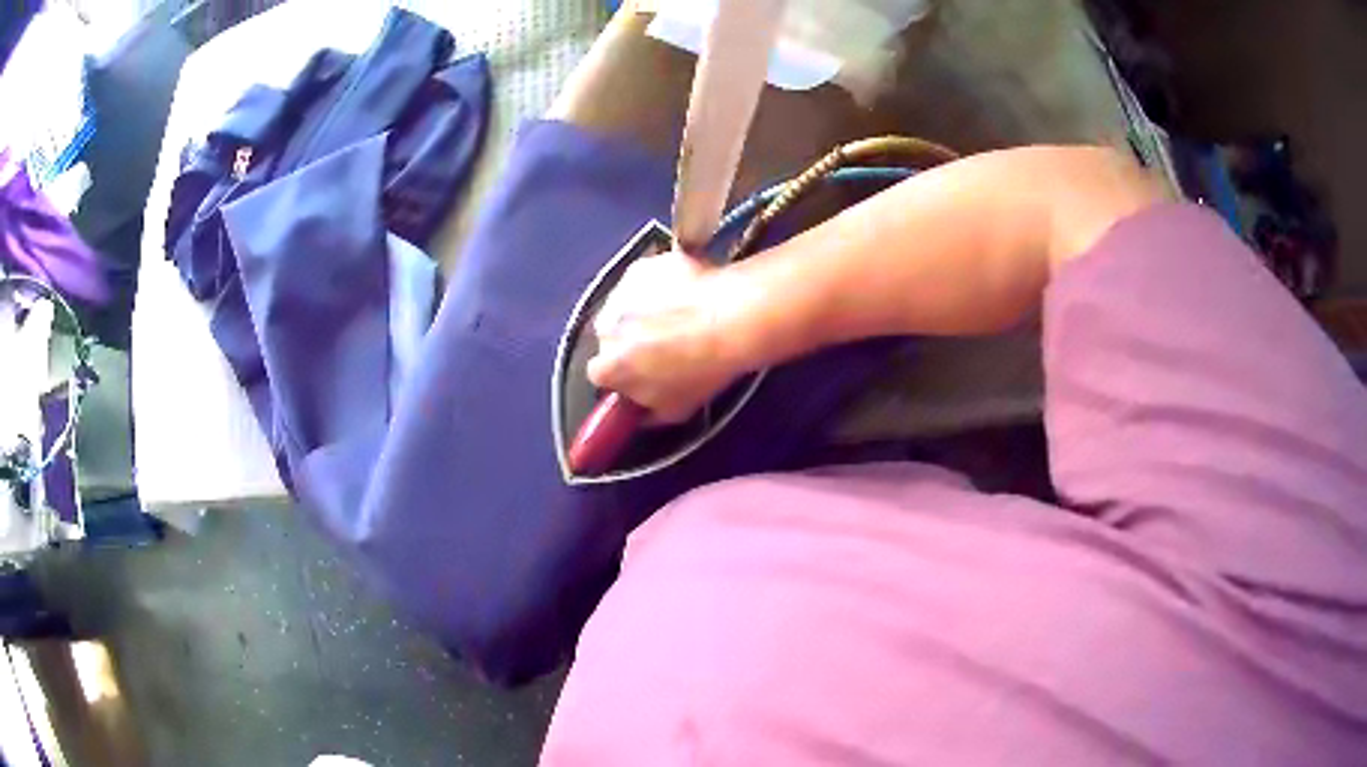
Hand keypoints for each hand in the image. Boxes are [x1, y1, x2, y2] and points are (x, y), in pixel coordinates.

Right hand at [587, 250, 743, 423]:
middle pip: (610, 335)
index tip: (642, 372)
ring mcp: (620, 292)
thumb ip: (646, 413)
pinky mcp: (641, 265)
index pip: (602, 374)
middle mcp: (603, 328)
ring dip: (641, 308)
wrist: (730, 321)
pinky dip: (659, 283)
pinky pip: (645, 278)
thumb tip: (640, 411)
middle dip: (629, 337)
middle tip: (664, 341)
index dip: (622, 373)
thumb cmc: (702, 371)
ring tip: (678, 314)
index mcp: (607, 367)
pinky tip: (685, 291)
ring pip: (624, 303)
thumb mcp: (674, 411)